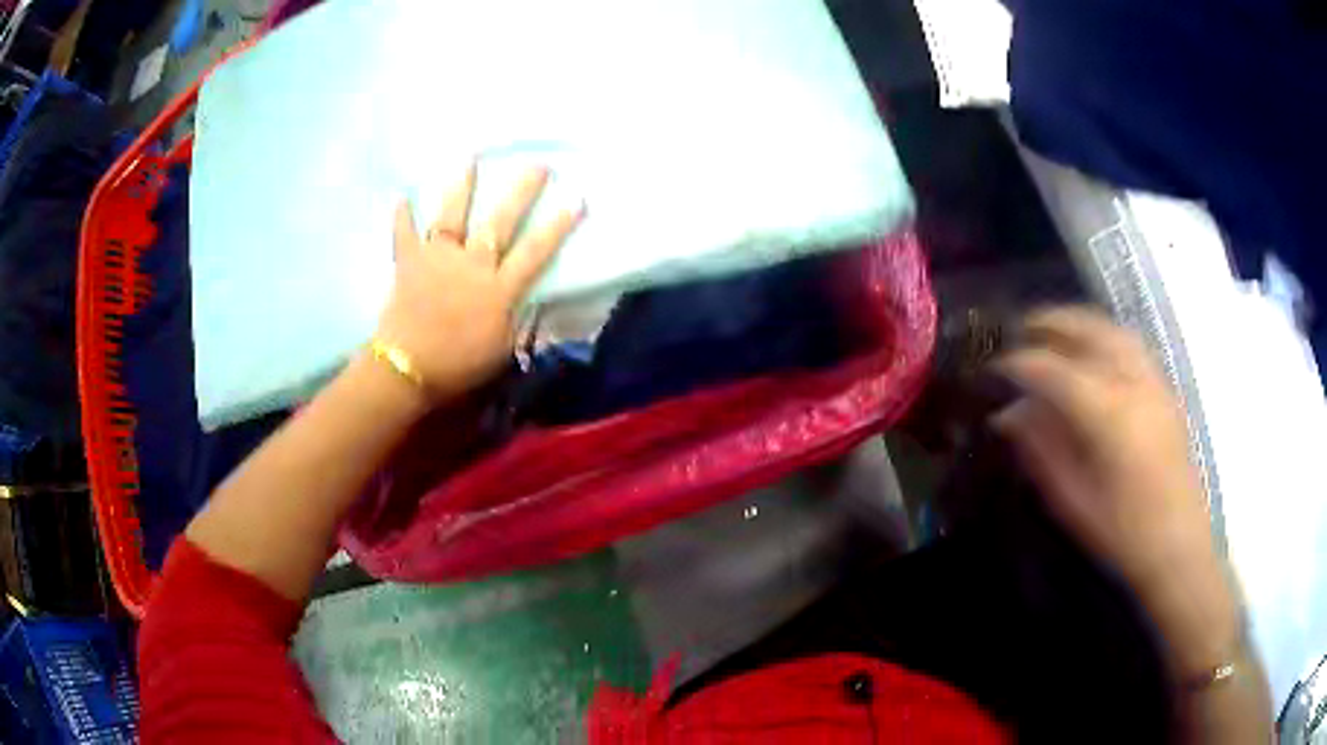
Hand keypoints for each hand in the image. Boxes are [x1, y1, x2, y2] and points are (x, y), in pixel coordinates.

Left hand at [376, 164, 583, 400]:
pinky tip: (401, 195)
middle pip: (499, 222)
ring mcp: (438, 259)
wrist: (408, 369)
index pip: (535, 252)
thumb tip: (524, 299)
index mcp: (499, 289)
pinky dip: (402, 216)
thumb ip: (514, 318)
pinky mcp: (409, 263)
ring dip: (461, 186)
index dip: (557, 225)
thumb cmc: (458, 366)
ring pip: (452, 216)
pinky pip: (404, 235)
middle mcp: (472, 265)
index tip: (575, 198)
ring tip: (469, 158)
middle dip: (520, 191)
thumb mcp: (501, 349)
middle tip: (537, 164)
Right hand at [991, 307, 1237, 673]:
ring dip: (1079, 322)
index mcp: (1107, 414)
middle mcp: (1132, 384)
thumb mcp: (1072, 501)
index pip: (1054, 370)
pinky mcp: (1165, 391)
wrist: (1177, 547)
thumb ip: (1040, 450)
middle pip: (1088, 331)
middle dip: (1051, 322)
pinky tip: (1094, 349)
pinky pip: (1132, 345)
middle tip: (1021, 329)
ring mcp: (1153, 382)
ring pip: (1113, 331)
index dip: (1020, 364)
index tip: (994, 368)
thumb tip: (1008, 414)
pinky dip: (1105, 334)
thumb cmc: (1121, 534)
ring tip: (1054, 327)